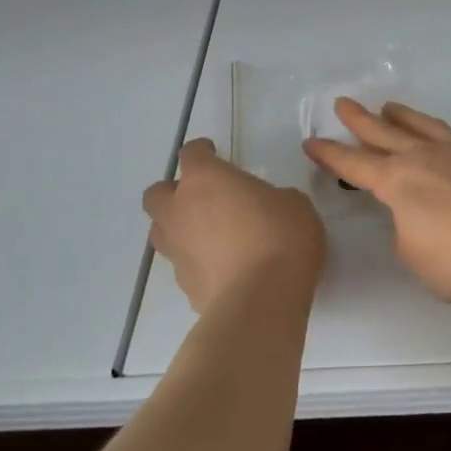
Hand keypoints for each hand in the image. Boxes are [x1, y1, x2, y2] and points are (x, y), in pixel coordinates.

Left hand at [143, 138, 325, 313]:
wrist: (262, 299)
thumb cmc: (281, 237)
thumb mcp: (294, 204)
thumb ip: (273, 198)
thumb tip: (267, 209)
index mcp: (206, 179)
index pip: (191, 153)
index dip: (202, 151)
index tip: (213, 152)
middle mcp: (180, 210)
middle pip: (157, 194)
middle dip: (174, 192)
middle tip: (203, 198)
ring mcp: (177, 250)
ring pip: (162, 231)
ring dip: (179, 227)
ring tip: (209, 234)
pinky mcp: (184, 285)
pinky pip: (183, 264)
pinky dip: (197, 261)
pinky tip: (223, 268)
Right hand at [303, 100, 450, 304]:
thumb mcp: (416, 255)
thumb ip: (407, 230)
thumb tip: (418, 215)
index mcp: (399, 181)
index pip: (354, 165)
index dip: (331, 155)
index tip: (311, 142)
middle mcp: (427, 157)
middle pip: (386, 132)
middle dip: (361, 119)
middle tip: (344, 103)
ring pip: (426, 126)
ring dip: (405, 117)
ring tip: (392, 107)